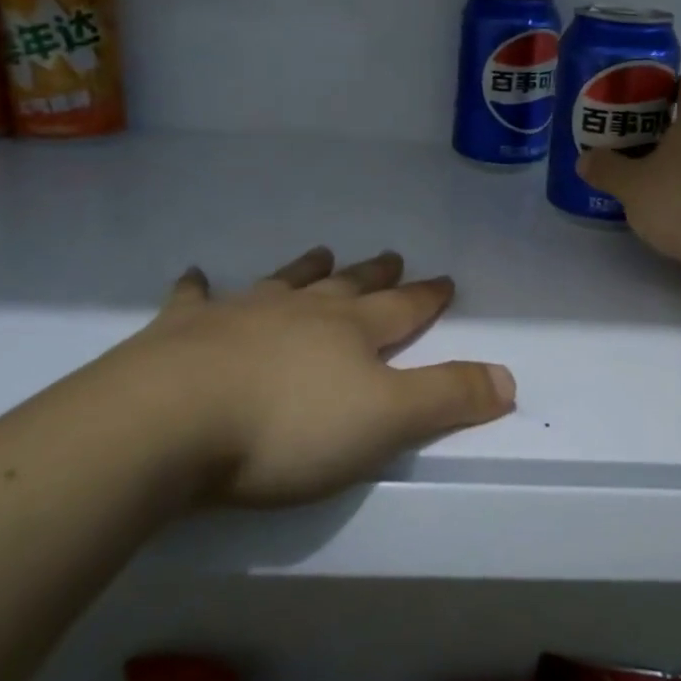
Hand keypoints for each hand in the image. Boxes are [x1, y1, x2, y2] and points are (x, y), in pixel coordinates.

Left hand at [71, 247, 515, 507]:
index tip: (445, 280)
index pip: (403, 309)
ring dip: (305, 268)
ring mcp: (240, 313)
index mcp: (351, 332)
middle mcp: (301, 311)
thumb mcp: (386, 421)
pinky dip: (199, 287)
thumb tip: (509, 378)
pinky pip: (194, 299)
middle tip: (391, 256)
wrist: (170, 422)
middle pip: (347, 287)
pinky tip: (196, 275)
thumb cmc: (288, 428)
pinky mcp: (182, 331)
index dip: (427, 297)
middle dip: (374, 275)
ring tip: (321, 252)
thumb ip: (449, 398)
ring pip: (283, 282)